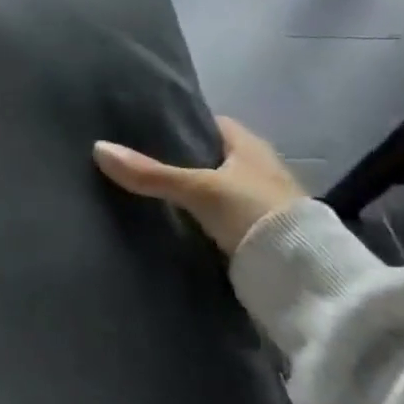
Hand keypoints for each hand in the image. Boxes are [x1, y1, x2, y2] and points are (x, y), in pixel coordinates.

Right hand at [93, 117, 304, 255]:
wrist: (306, 280)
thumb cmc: (255, 213)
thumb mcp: (198, 189)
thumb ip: (150, 172)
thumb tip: (97, 148)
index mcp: (250, 145)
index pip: (208, 123)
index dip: (179, 123)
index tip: (145, 128)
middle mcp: (258, 169)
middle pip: (209, 158)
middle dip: (180, 160)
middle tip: (137, 160)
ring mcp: (260, 204)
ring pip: (213, 190)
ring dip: (190, 193)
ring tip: (147, 191)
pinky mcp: (259, 236)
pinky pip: (219, 218)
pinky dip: (199, 219)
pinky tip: (173, 222)